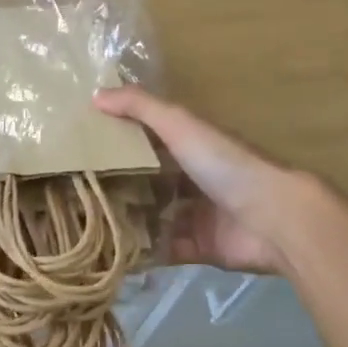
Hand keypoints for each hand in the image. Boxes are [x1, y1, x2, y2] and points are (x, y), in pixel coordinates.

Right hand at [94, 87, 294, 275]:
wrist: (274, 218)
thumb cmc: (226, 165)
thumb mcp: (180, 125)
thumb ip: (140, 107)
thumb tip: (94, 94)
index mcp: (192, 146)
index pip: (148, 140)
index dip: (118, 140)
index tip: (80, 145)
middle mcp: (193, 179)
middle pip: (148, 180)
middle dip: (117, 186)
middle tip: (73, 191)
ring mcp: (196, 215)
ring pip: (153, 216)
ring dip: (125, 220)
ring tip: (83, 223)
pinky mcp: (198, 247)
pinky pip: (163, 249)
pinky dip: (141, 252)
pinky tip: (108, 252)